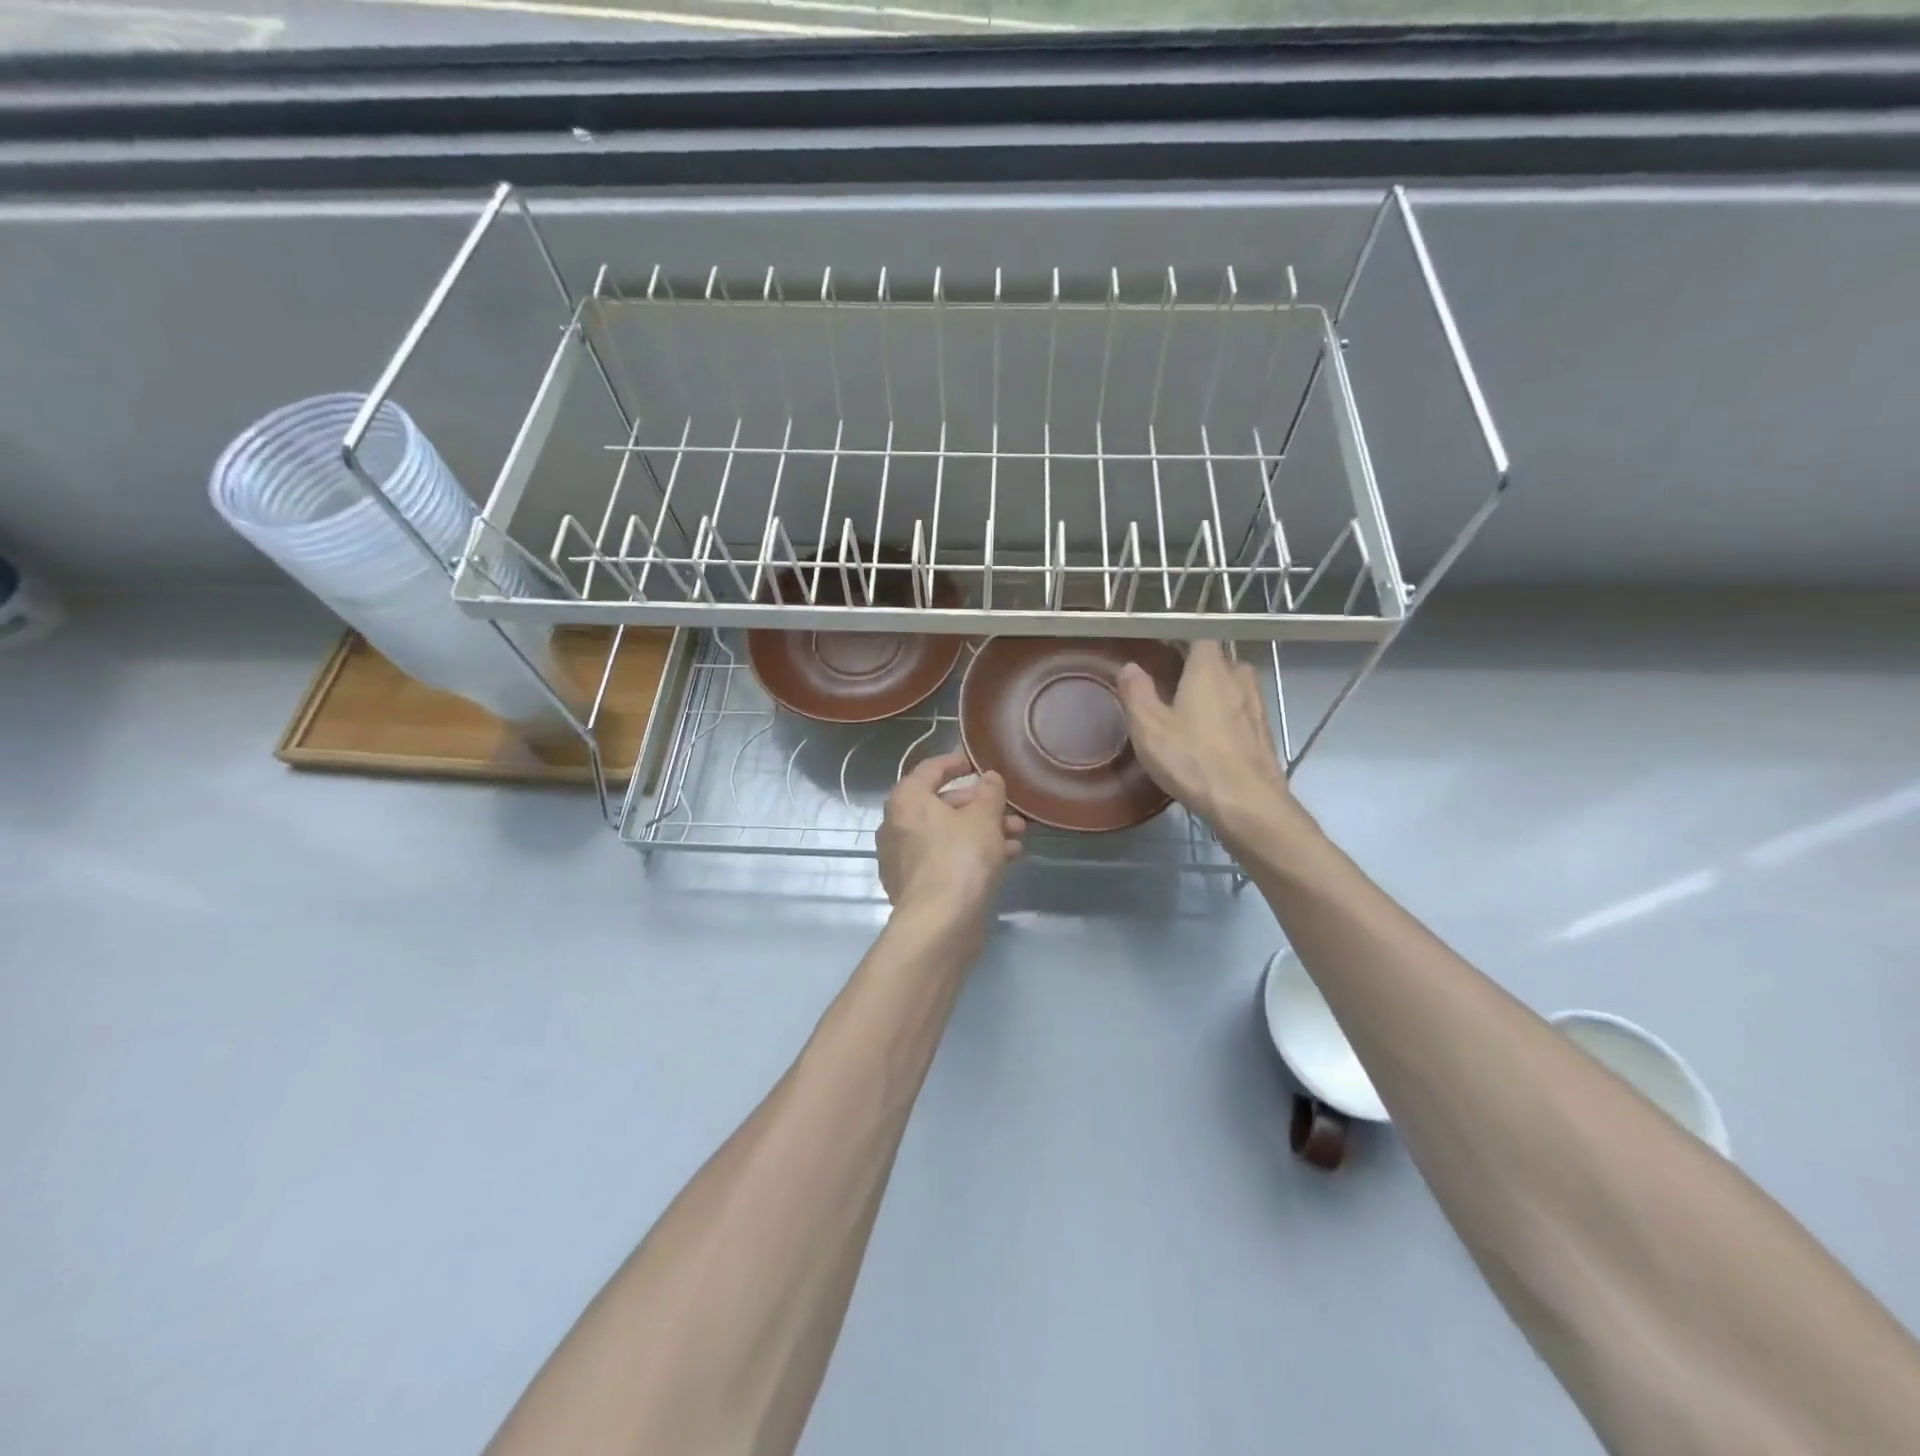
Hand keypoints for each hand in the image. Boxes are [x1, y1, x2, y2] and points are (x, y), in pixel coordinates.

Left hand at [877, 751, 1025, 921]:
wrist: (939, 925)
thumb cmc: (960, 859)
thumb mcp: (983, 818)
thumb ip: (989, 792)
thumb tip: (989, 777)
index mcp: (906, 800)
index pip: (930, 769)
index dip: (955, 762)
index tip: (977, 763)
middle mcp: (897, 825)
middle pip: (941, 804)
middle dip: (980, 806)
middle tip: (1010, 811)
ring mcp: (903, 858)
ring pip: (947, 834)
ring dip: (982, 831)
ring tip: (1017, 837)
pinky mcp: (915, 886)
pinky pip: (945, 858)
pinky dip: (970, 854)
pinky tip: (1004, 860)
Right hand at [1116, 641, 1301, 848]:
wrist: (1247, 803)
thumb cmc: (1192, 759)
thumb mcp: (1149, 727)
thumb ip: (1136, 692)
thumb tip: (1130, 667)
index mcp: (1209, 669)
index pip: (1200, 638)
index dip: (1182, 646)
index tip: (1164, 661)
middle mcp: (1239, 679)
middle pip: (1221, 662)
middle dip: (1201, 672)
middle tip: (1175, 691)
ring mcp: (1257, 707)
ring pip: (1236, 689)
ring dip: (1218, 697)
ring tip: (1194, 717)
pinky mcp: (1265, 735)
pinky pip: (1244, 715)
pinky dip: (1230, 721)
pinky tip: (1213, 743)